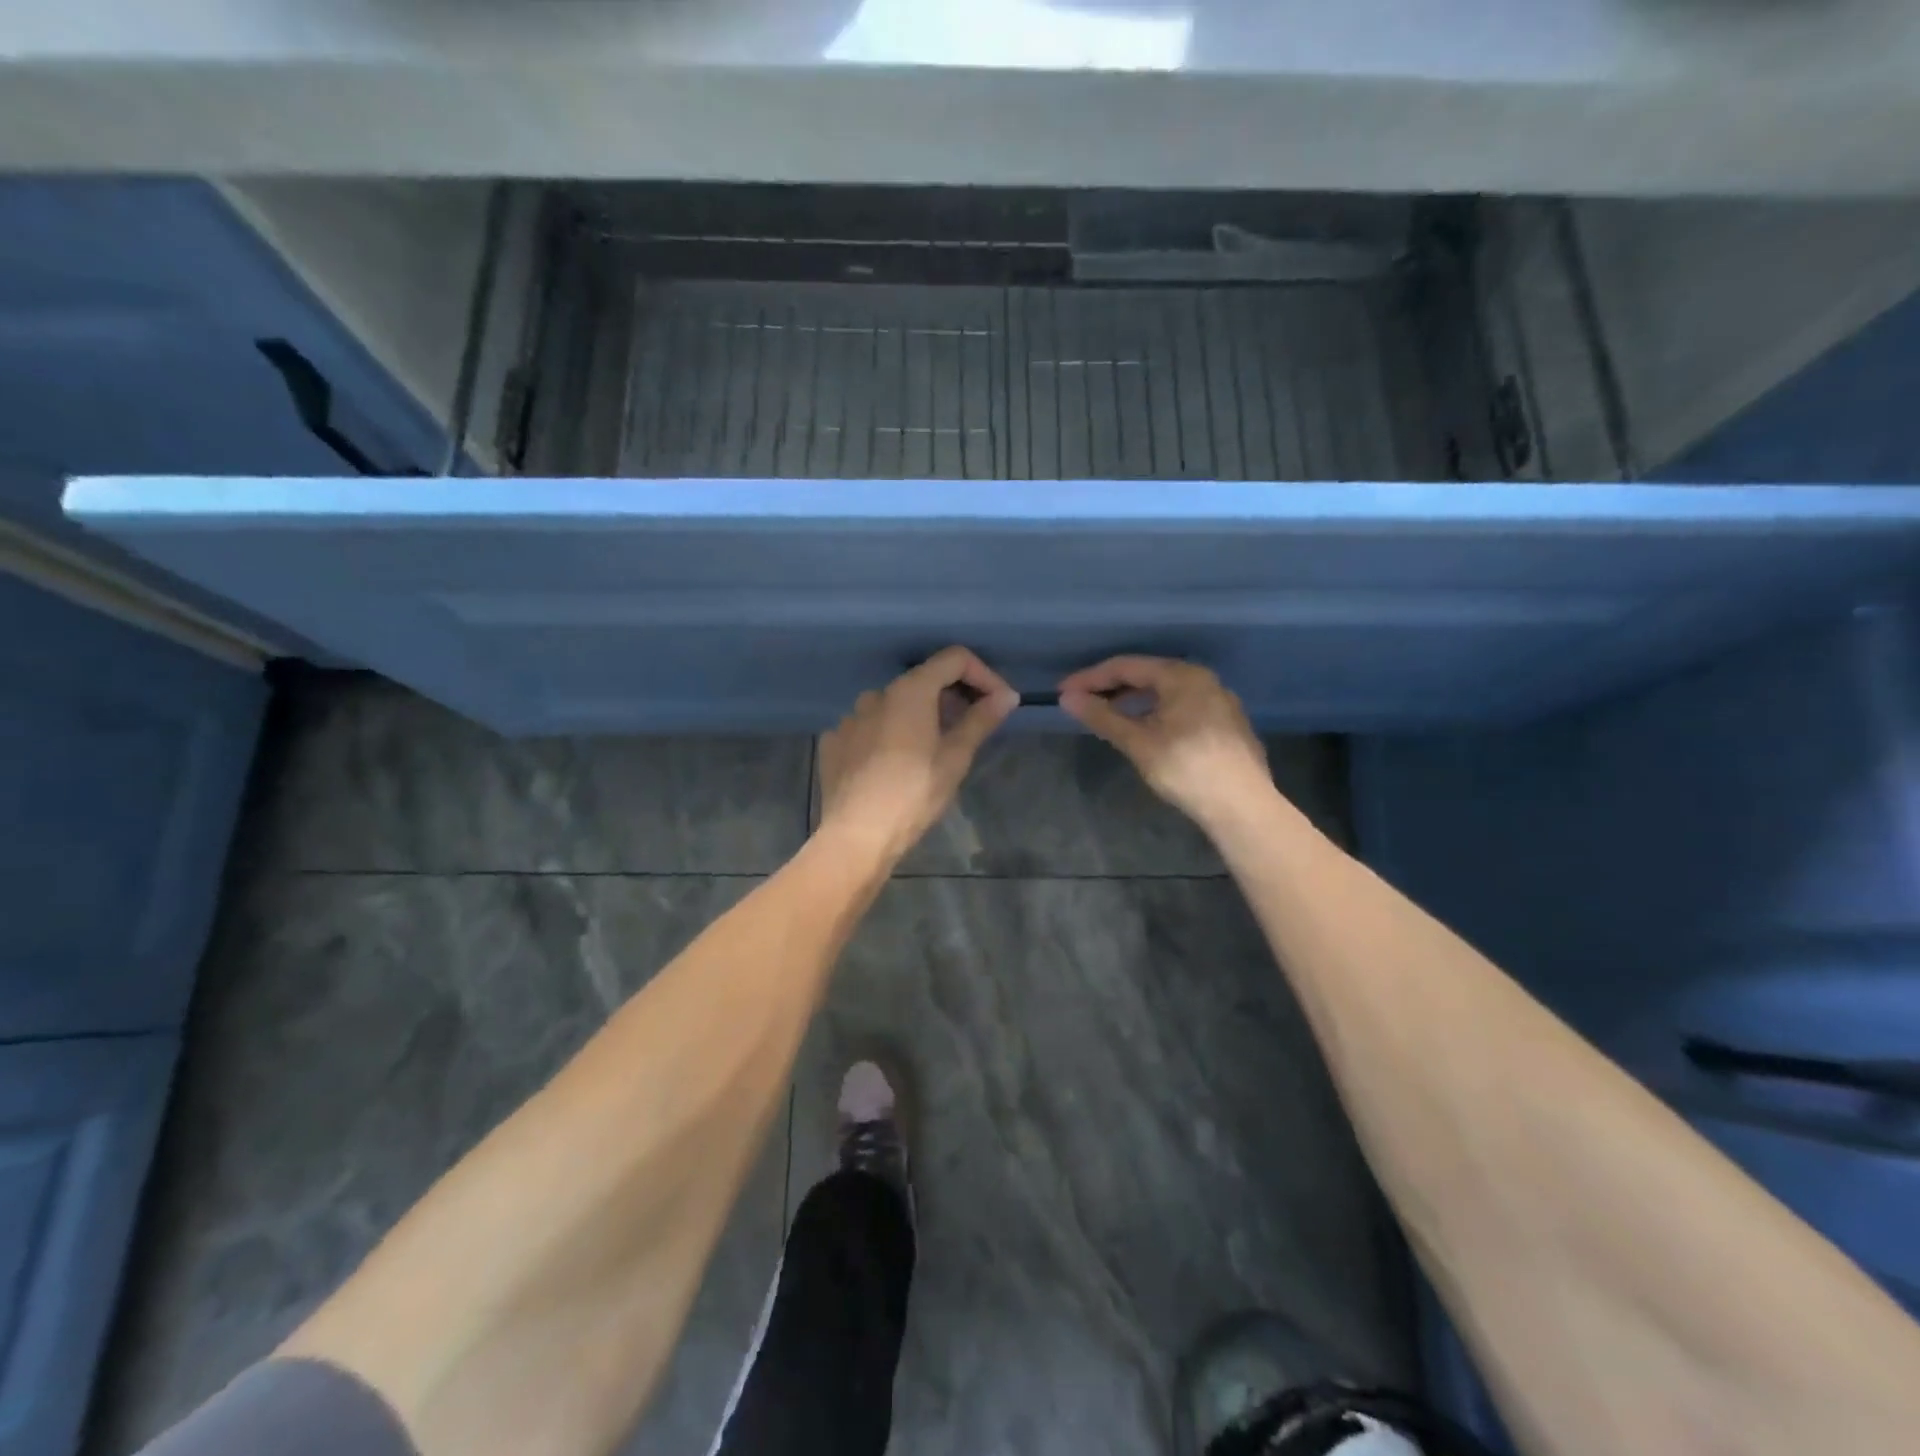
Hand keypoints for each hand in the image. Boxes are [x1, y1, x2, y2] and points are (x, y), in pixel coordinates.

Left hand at [819, 647, 1019, 860]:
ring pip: (894, 705)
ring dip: (919, 716)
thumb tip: (1006, 696)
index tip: (998, 702)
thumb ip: (980, 720)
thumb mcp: (955, 758)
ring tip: (932, 749)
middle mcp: (876, 694)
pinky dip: (888, 735)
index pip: (953, 659)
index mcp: (910, 691)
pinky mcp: (834, 742)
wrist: (857, 835)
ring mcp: (850, 717)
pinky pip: (869, 728)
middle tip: (972, 727)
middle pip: (923, 680)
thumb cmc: (914, 794)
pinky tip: (895, 764)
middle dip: (952, 697)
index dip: (983, 674)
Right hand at [1057, 656, 1269, 831]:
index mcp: (1182, 676)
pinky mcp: (1227, 724)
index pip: (1126, 666)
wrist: (1242, 806)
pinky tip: (1145, 730)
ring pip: (1166, 692)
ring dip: (1134, 701)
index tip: (1063, 692)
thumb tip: (1068, 698)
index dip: (1091, 678)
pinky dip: (1156, 712)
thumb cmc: (1186, 768)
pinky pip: (1182, 707)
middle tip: (1083, 702)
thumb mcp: (1138, 742)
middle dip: (1112, 687)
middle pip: (1148, 675)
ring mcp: (1219, 701)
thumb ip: (1102, 717)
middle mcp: (1204, 680)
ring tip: (1109, 716)